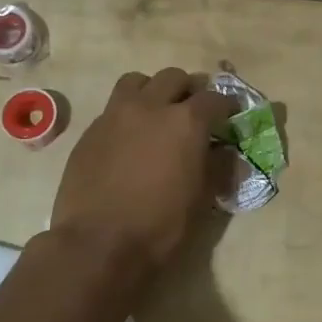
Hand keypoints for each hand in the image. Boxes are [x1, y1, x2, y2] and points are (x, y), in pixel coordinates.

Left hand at [50, 68, 234, 273]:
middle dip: (188, 90)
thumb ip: (218, 167)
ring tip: (156, 113)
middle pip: (174, 78)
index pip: (215, 98)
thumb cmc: (160, 225)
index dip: (227, 105)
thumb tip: (228, 153)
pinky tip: (129, 139)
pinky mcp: (91, 130)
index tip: (230, 115)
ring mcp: (116, 114)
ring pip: (138, 81)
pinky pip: (113, 107)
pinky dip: (127, 114)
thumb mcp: (201, 199)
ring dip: (152, 90)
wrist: (98, 244)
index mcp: (186, 122)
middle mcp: (151, 106)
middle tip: (193, 111)